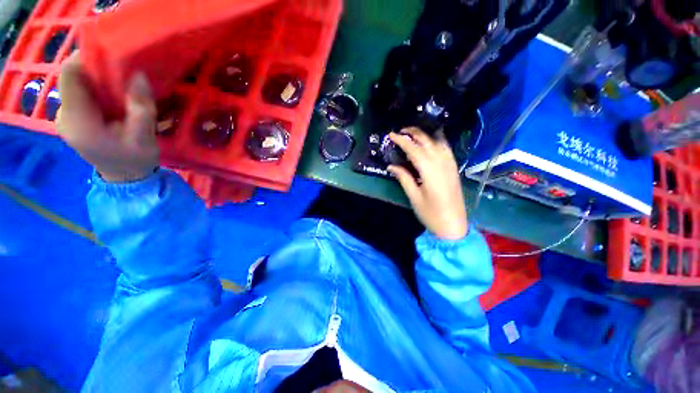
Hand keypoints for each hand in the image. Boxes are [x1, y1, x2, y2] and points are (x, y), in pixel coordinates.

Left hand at [57, 52, 158, 182]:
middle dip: (96, 69)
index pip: (70, 76)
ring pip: (77, 85)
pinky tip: (113, 97)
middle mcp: (64, 116)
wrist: (124, 179)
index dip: (86, 58)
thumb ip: (141, 109)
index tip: (111, 54)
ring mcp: (65, 117)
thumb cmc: (134, 161)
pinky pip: (80, 94)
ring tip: (121, 85)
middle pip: (73, 79)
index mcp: (78, 121)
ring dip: (97, 79)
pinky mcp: (72, 118)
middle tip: (123, 71)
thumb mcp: (144, 138)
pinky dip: (96, 89)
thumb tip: (139, 76)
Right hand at [388, 127, 467, 239]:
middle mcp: (441, 162)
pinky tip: (431, 142)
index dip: (402, 140)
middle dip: (414, 133)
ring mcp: (450, 164)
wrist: (454, 225)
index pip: (414, 148)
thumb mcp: (414, 196)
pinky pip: (446, 148)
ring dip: (425, 135)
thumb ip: (403, 178)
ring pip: (438, 142)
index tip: (391, 135)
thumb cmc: (431, 213)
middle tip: (401, 131)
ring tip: (413, 134)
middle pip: (427, 141)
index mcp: (429, 170)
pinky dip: (437, 141)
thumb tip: (391, 166)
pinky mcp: (454, 168)